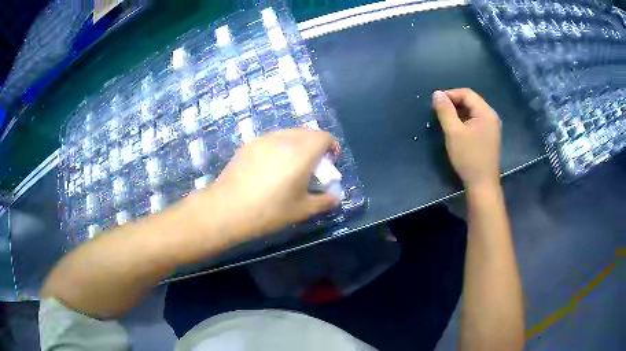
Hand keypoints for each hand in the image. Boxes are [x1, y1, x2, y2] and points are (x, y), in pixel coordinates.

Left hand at [194, 129, 340, 240]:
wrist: (227, 208)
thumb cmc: (269, 211)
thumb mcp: (301, 210)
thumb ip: (323, 202)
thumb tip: (335, 198)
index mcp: (302, 153)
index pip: (324, 137)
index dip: (332, 147)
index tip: (330, 163)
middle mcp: (284, 139)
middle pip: (307, 132)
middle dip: (316, 145)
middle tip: (313, 166)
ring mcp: (264, 139)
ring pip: (288, 133)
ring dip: (297, 144)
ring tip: (291, 165)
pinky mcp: (248, 144)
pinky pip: (271, 138)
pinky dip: (280, 146)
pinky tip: (271, 166)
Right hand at [432, 88, 501, 190]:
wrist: (483, 184)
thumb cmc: (468, 157)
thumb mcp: (453, 132)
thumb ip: (445, 111)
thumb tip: (437, 93)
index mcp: (486, 112)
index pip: (467, 93)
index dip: (450, 94)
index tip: (435, 102)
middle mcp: (491, 116)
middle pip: (471, 101)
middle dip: (454, 102)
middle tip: (439, 111)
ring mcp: (492, 127)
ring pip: (473, 111)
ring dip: (459, 112)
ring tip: (446, 119)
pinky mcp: (490, 137)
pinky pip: (477, 121)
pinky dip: (465, 120)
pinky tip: (457, 129)